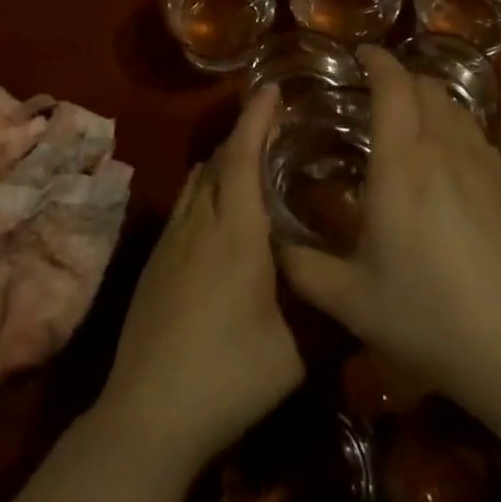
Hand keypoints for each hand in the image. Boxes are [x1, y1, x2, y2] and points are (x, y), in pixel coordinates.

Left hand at [96, 88, 302, 470]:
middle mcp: (200, 224)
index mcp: (236, 233)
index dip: (257, 118)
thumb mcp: (294, 353)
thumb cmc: (228, 376)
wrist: (146, 414)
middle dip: (244, 133)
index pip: (243, 157)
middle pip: (219, 161)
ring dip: (223, 160)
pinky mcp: (155, 263)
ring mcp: (171, 242)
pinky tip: (221, 214)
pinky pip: (184, 206)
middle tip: (274, 122)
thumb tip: (354, 292)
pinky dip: (206, 189)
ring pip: (197, 182)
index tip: (271, 88)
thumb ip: (325, 315)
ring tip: (252, 160)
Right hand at [278, 48, 500, 420]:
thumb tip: (272, 244)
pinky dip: (452, 120)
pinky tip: (443, 152)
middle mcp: (443, 150)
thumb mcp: (354, 301)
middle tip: (373, 89)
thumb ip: (304, 269)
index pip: (393, 86)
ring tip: (406, 114)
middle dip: (398, 76)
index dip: (376, 61)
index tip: (358, 54)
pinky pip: (474, 129)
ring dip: (426, 95)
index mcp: (402, 166)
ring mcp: (482, 163)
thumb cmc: (431, 319)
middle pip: (425, 85)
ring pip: (454, 104)